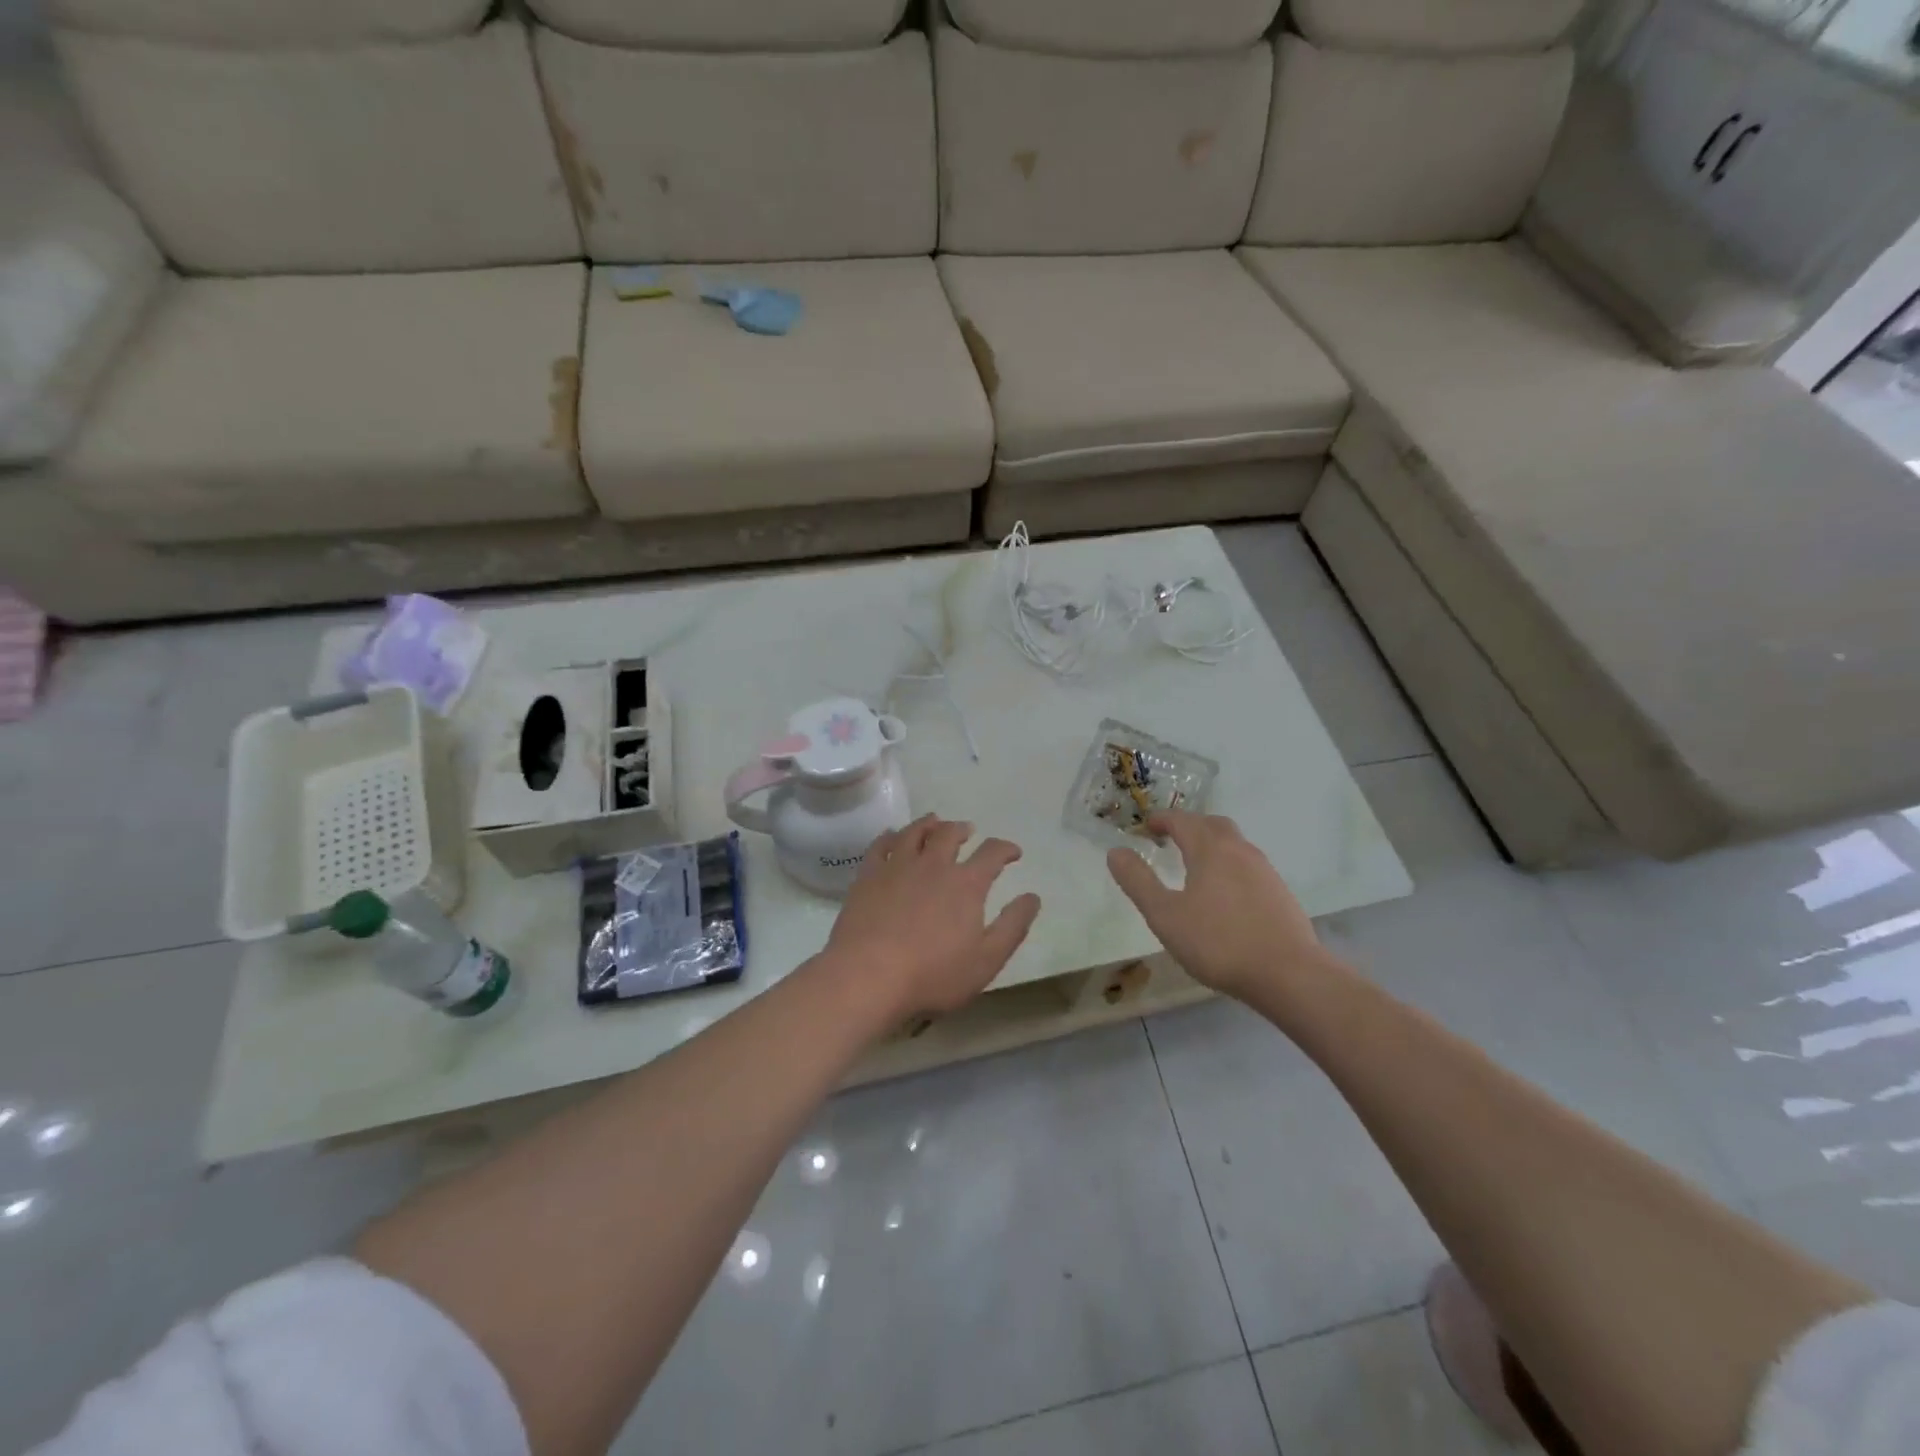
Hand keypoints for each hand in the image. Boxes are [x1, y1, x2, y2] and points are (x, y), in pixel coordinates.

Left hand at [824, 814, 1042, 1020]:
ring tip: (934, 822)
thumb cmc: (933, 974)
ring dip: (928, 824)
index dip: (1005, 849)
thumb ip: (1013, 926)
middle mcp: (933, 865)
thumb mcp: (987, 959)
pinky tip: (892, 837)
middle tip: (967, 831)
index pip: (992, 853)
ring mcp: (897, 867)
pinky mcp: (868, 876)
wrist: (868, 975)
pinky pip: (880, 845)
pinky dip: (890, 836)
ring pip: (914, 832)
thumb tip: (1033, 897)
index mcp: (966, 883)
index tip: (1013, 852)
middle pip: (949, 834)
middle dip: (962, 829)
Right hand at [1107, 810, 1329, 1001]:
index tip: (1145, 827)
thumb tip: (1115, 852)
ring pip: (1234, 843)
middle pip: (1212, 824)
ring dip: (1211, 844)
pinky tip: (1224, 893)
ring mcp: (1264, 870)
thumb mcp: (1165, 915)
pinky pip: (1248, 865)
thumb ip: (1138, 881)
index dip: (1161, 820)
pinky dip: (1229, 865)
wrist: (1288, 974)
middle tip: (1170, 839)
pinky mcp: (1279, 893)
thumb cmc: (1218, 942)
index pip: (1181, 820)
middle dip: (1189, 826)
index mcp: (1209, 849)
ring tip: (1195, 865)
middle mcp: (1239, 850)